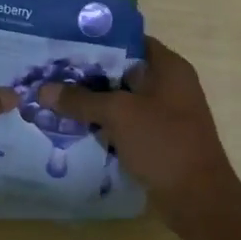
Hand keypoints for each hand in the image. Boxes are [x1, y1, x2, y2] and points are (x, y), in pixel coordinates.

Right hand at [37, 36, 240, 232]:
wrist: (198, 200)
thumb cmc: (164, 143)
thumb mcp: (118, 115)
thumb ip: (81, 100)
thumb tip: (42, 90)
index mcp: (168, 67)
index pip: (129, 40)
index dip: (98, 40)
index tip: (64, 43)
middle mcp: (168, 85)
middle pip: (121, 70)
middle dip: (87, 73)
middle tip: (50, 71)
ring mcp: (163, 114)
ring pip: (120, 99)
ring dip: (92, 101)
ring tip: (54, 97)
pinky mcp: (156, 139)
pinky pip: (124, 123)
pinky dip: (102, 124)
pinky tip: (72, 126)